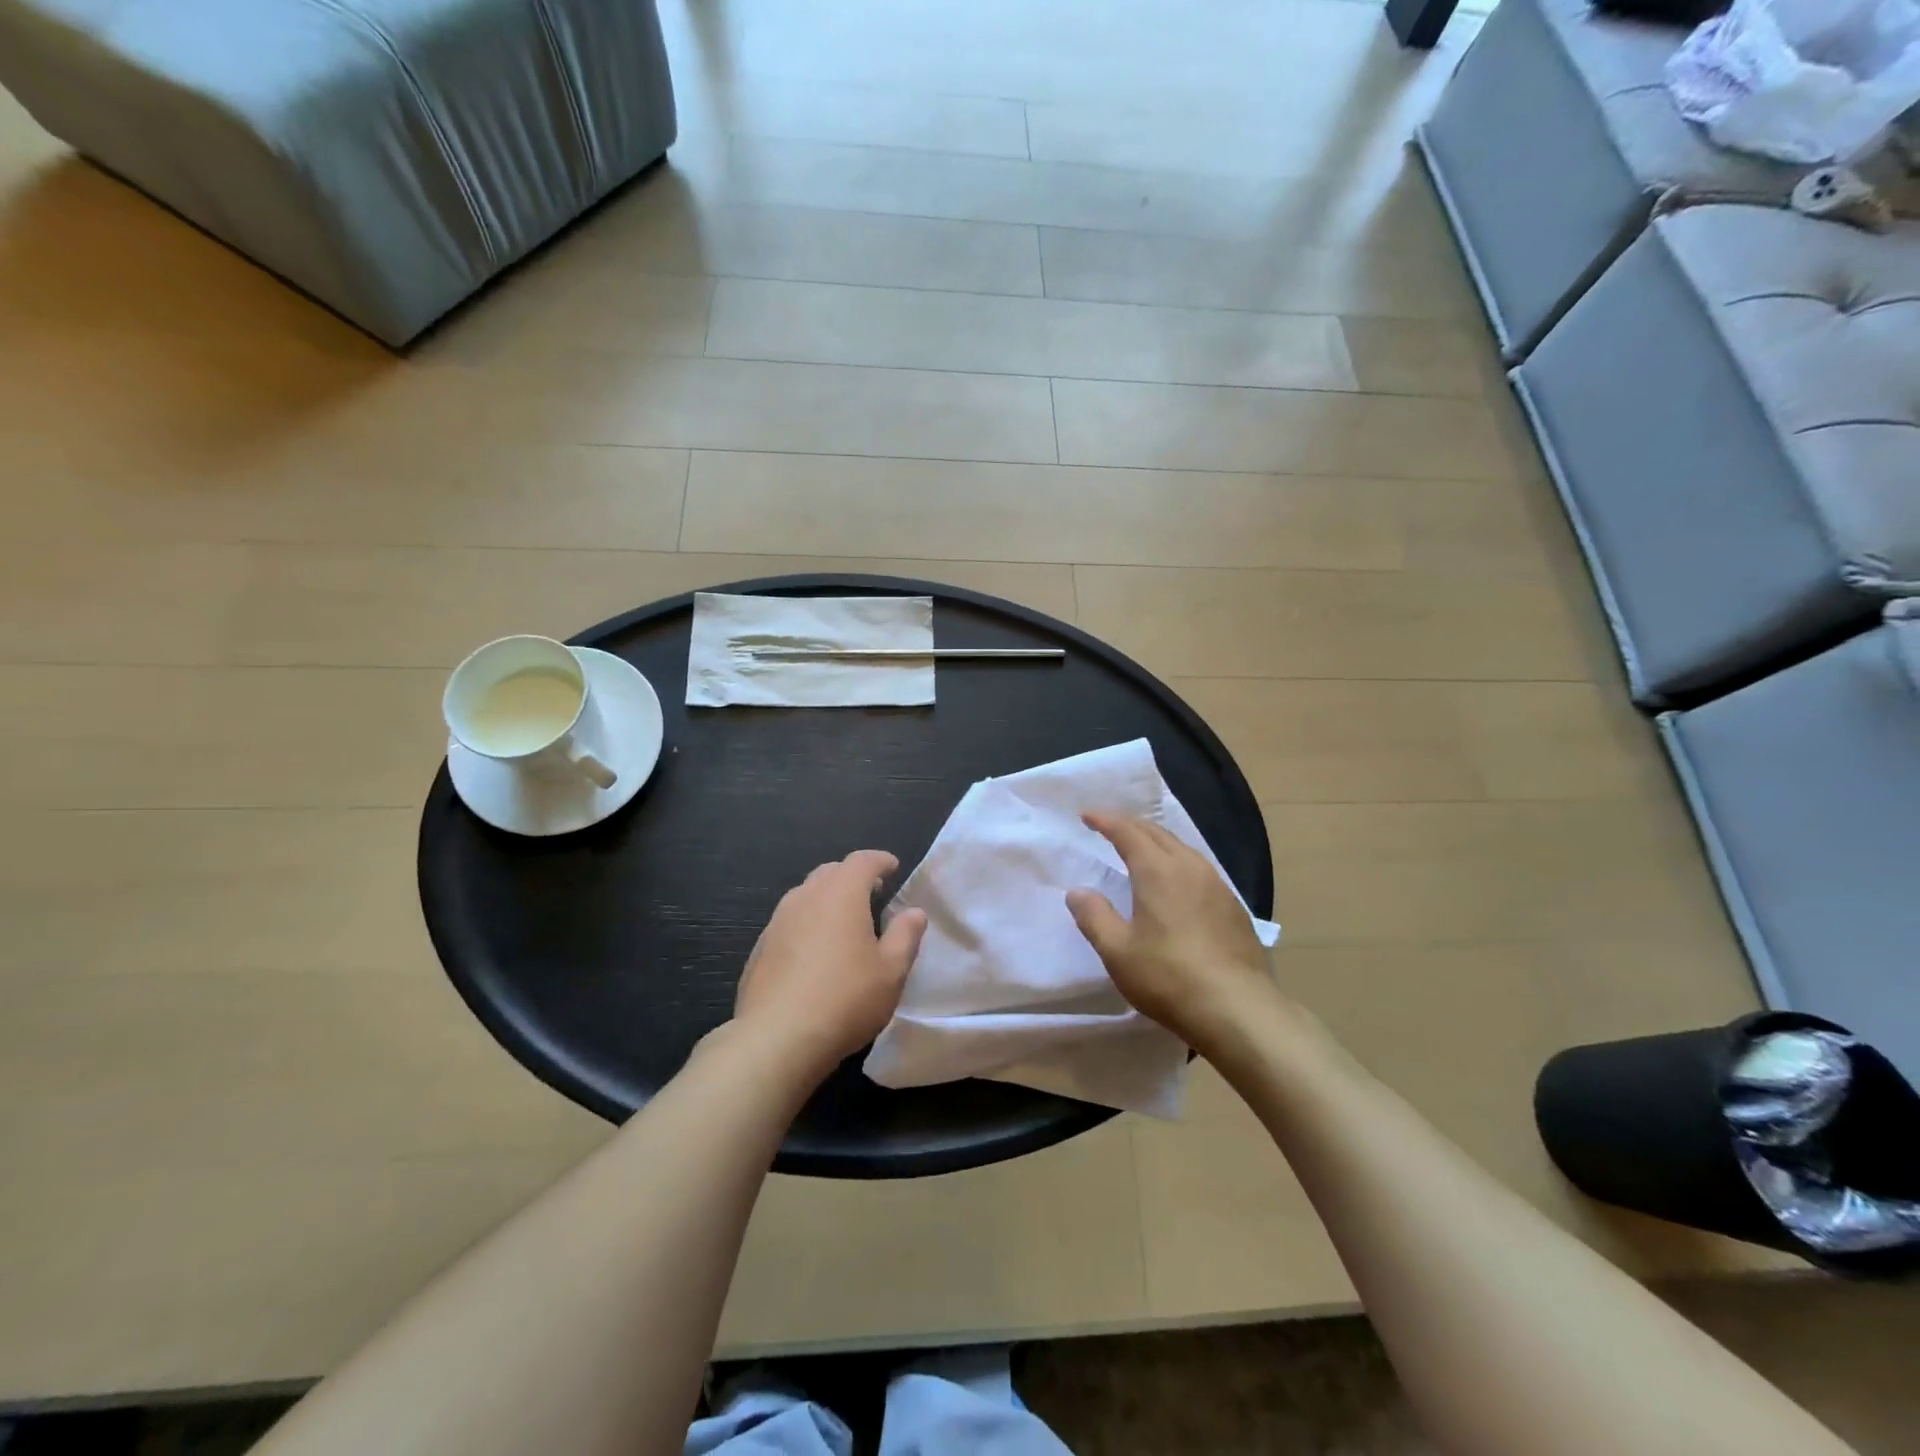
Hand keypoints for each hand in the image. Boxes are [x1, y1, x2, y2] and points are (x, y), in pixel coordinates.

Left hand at [732, 850, 927, 1081]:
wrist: (776, 1039)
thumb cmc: (845, 999)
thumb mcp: (891, 971)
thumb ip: (906, 935)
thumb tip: (914, 912)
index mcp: (840, 895)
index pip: (861, 861)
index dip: (880, 860)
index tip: (893, 867)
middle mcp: (805, 898)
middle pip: (830, 872)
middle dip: (852, 876)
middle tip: (872, 892)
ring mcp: (777, 922)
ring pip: (806, 895)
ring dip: (827, 898)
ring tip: (844, 921)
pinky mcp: (760, 948)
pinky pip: (788, 921)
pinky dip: (807, 922)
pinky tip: (814, 952)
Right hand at [1066, 813, 1277, 1058]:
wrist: (1239, 1009)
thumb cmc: (1169, 977)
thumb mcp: (1118, 951)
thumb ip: (1094, 916)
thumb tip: (1078, 892)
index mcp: (1158, 871)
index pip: (1128, 832)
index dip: (1106, 820)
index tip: (1087, 815)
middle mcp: (1189, 867)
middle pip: (1157, 833)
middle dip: (1131, 825)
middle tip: (1109, 826)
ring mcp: (1217, 885)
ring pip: (1182, 849)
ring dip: (1156, 841)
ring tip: (1141, 848)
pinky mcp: (1233, 907)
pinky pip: (1199, 868)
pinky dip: (1177, 861)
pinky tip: (1176, 881)